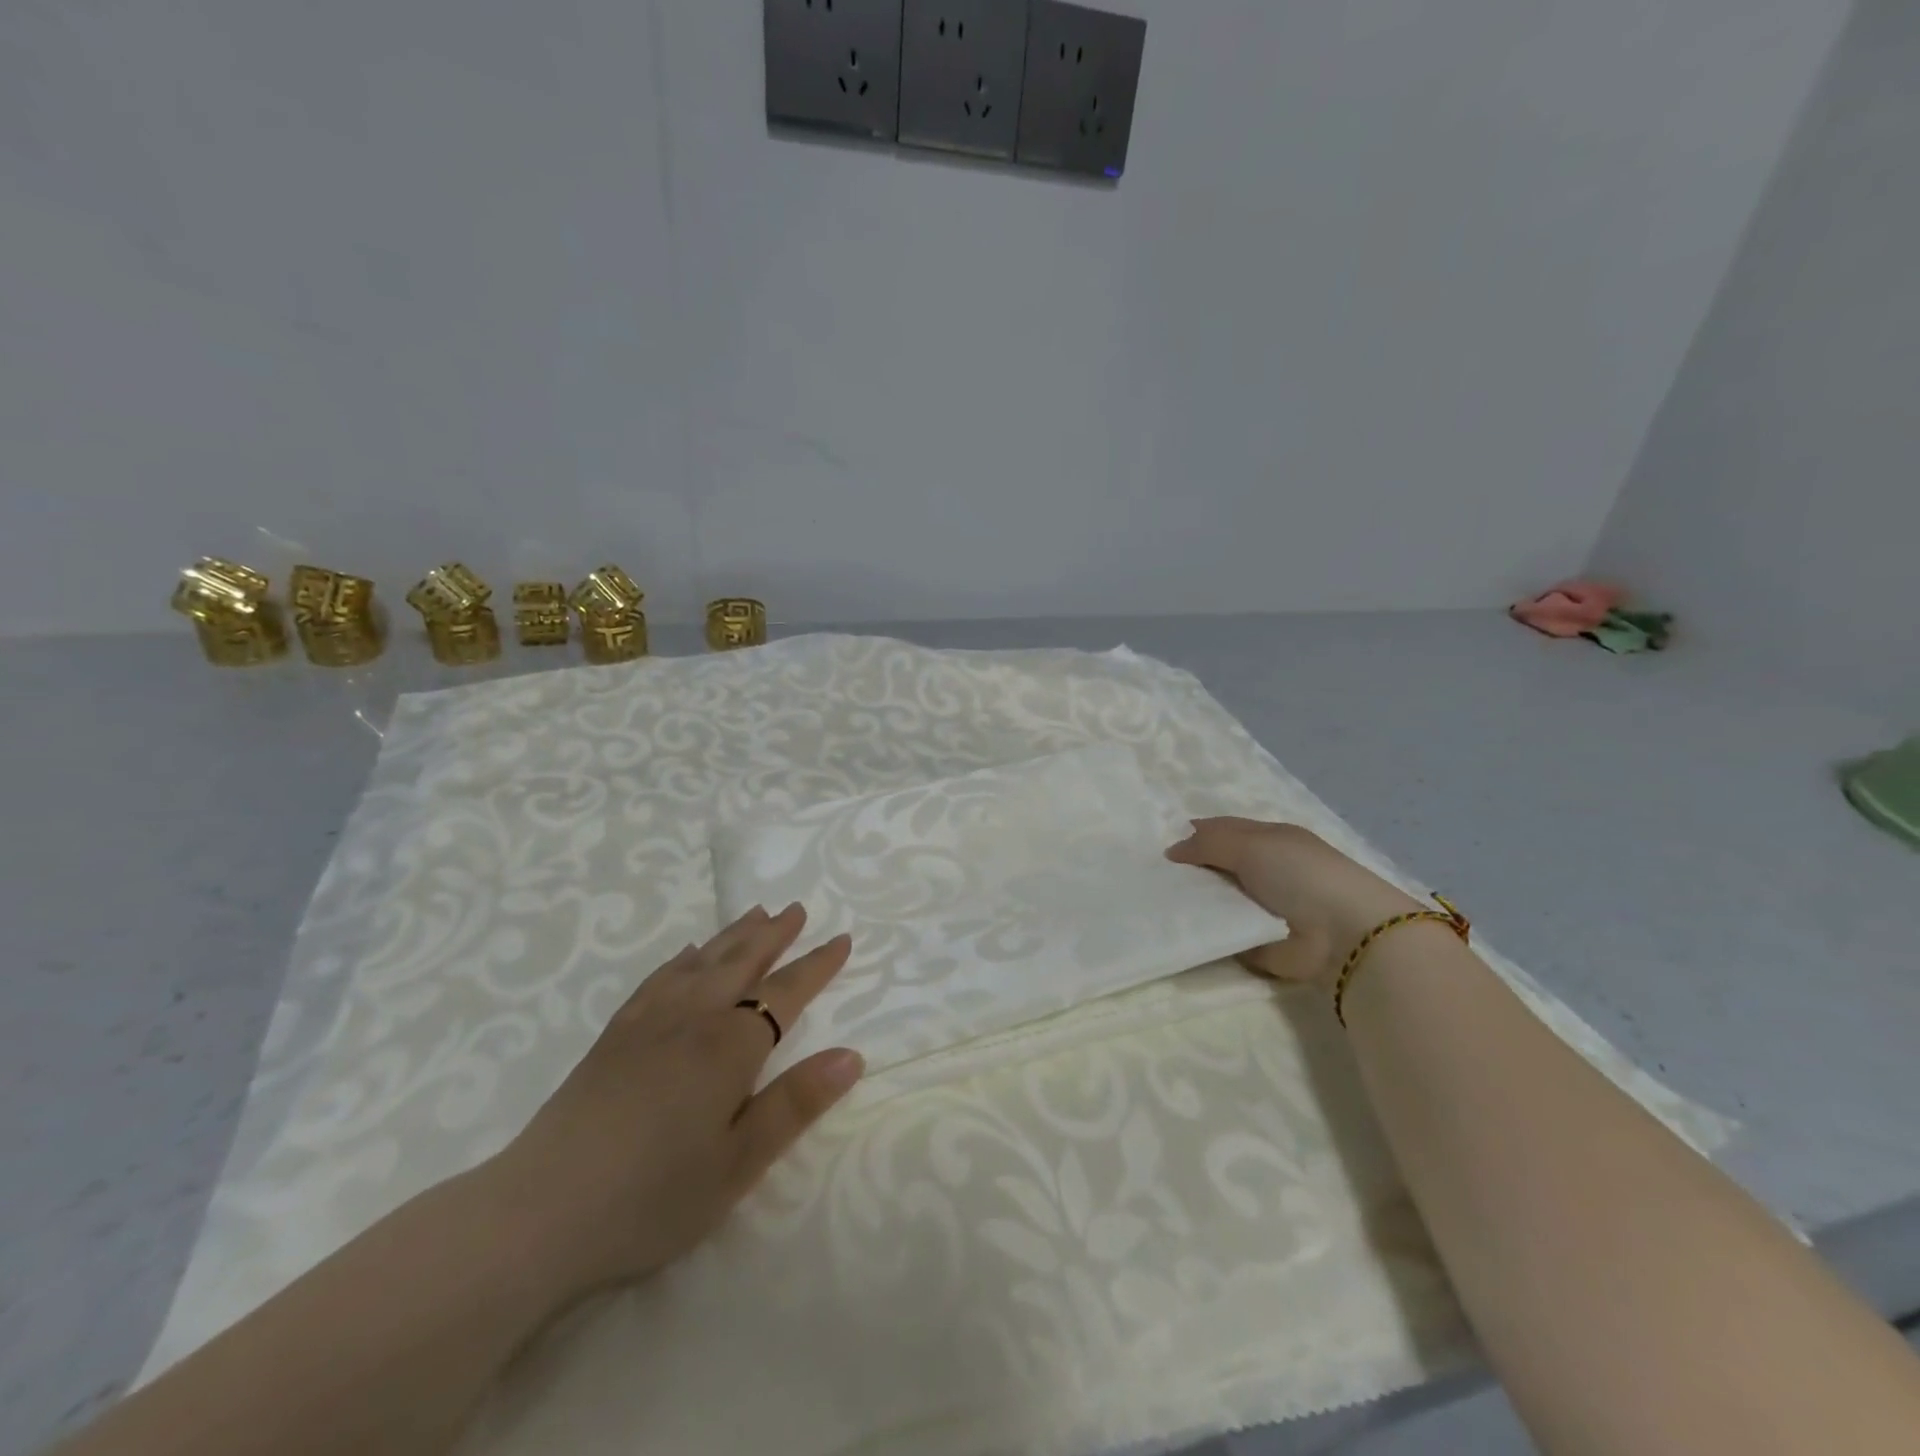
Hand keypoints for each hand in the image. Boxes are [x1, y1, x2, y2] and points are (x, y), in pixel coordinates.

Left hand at [481, 904, 863, 1308]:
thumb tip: (852, 1056)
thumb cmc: (653, 1195)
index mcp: (731, 1045)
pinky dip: (683, 958)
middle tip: (796, 909)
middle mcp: (694, 1017)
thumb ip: (796, 1104)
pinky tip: (688, 954)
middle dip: (774, 935)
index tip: (841, 940)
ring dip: (734, 935)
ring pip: (703, 961)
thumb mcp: (739, 1163)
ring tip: (756, 914)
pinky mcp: (615, 1034)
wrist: (540, 1211)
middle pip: (742, 961)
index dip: (816, 966)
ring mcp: (650, 1020)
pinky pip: (659, 977)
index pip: (786, 992)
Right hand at [1167, 818, 1420, 984]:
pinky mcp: (1256, 940)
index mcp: (1268, 839)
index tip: (1157, 845)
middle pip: (1216, 865)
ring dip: (1192, 900)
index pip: (1223, 830)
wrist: (1343, 934)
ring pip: (1215, 899)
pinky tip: (1172, 926)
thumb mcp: (1250, 844)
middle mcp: (1264, 870)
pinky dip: (1202, 930)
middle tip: (1147, 874)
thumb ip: (1208, 843)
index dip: (1192, 834)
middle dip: (1187, 870)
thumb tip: (1173, 850)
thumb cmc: (1299, 874)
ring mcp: (1260, 907)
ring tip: (1153, 900)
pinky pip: (1221, 931)